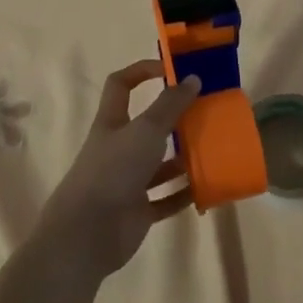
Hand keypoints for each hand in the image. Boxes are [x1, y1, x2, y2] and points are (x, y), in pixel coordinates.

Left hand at [38, 60, 201, 281]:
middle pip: (147, 126)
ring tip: (214, 149)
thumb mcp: (146, 130)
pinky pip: (166, 198)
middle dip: (174, 120)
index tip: (172, 70)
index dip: (142, 71)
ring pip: (159, 164)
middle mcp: (119, 148)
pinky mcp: (138, 211)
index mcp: (112, 122)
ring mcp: (128, 181)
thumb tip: (192, 78)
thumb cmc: (114, 170)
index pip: (121, 85)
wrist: (88, 233)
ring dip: (184, 158)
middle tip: (206, 113)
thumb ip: (170, 105)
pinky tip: (208, 186)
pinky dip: (185, 193)